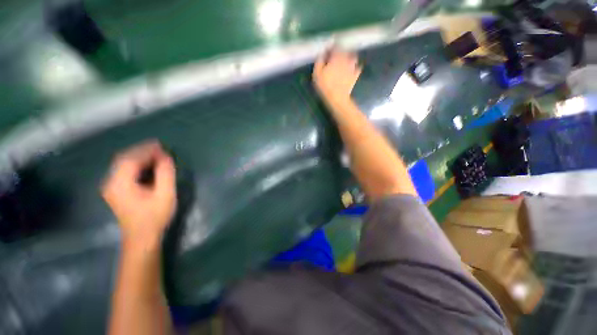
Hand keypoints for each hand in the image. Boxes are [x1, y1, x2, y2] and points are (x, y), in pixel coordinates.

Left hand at [102, 140, 176, 247]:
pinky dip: (136, 164)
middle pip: (124, 159)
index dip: (146, 150)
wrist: (142, 237)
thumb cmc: (154, 216)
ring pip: (123, 164)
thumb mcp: (165, 194)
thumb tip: (165, 157)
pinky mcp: (116, 190)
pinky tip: (148, 165)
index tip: (162, 146)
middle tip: (160, 148)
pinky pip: (124, 171)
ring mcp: (111, 187)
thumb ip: (165, 174)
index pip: (130, 159)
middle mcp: (111, 182)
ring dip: (139, 157)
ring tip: (156, 154)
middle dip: (142, 151)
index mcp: (120, 183)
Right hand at [313, 50, 361, 104]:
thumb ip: (319, 62)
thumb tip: (322, 54)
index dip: (332, 47)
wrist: (337, 98)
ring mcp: (352, 67)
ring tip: (346, 60)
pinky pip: (358, 68)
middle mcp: (345, 59)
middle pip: (345, 51)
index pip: (335, 47)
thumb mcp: (317, 74)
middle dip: (341, 51)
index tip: (328, 50)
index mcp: (336, 57)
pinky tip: (353, 69)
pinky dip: (356, 67)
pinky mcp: (355, 76)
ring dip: (350, 57)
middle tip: (337, 55)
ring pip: (353, 57)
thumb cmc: (325, 86)